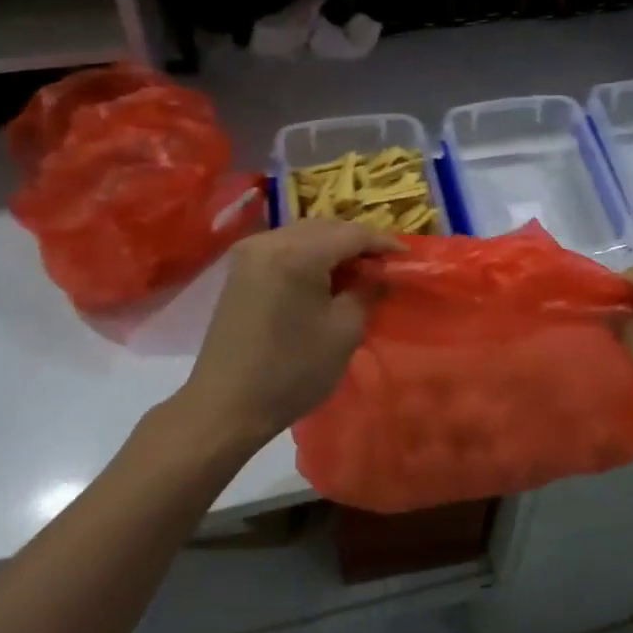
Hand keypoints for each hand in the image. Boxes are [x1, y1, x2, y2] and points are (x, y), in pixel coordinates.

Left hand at [178, 219, 396, 447]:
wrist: (226, 405)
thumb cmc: (292, 371)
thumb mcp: (344, 331)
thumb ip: (367, 292)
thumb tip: (380, 273)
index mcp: (297, 253)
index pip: (351, 234)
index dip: (383, 243)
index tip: (406, 257)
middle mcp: (270, 241)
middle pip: (326, 227)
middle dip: (357, 242)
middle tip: (384, 265)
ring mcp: (249, 253)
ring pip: (304, 235)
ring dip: (333, 247)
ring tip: (358, 271)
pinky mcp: (240, 270)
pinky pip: (284, 248)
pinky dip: (310, 255)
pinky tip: (324, 276)